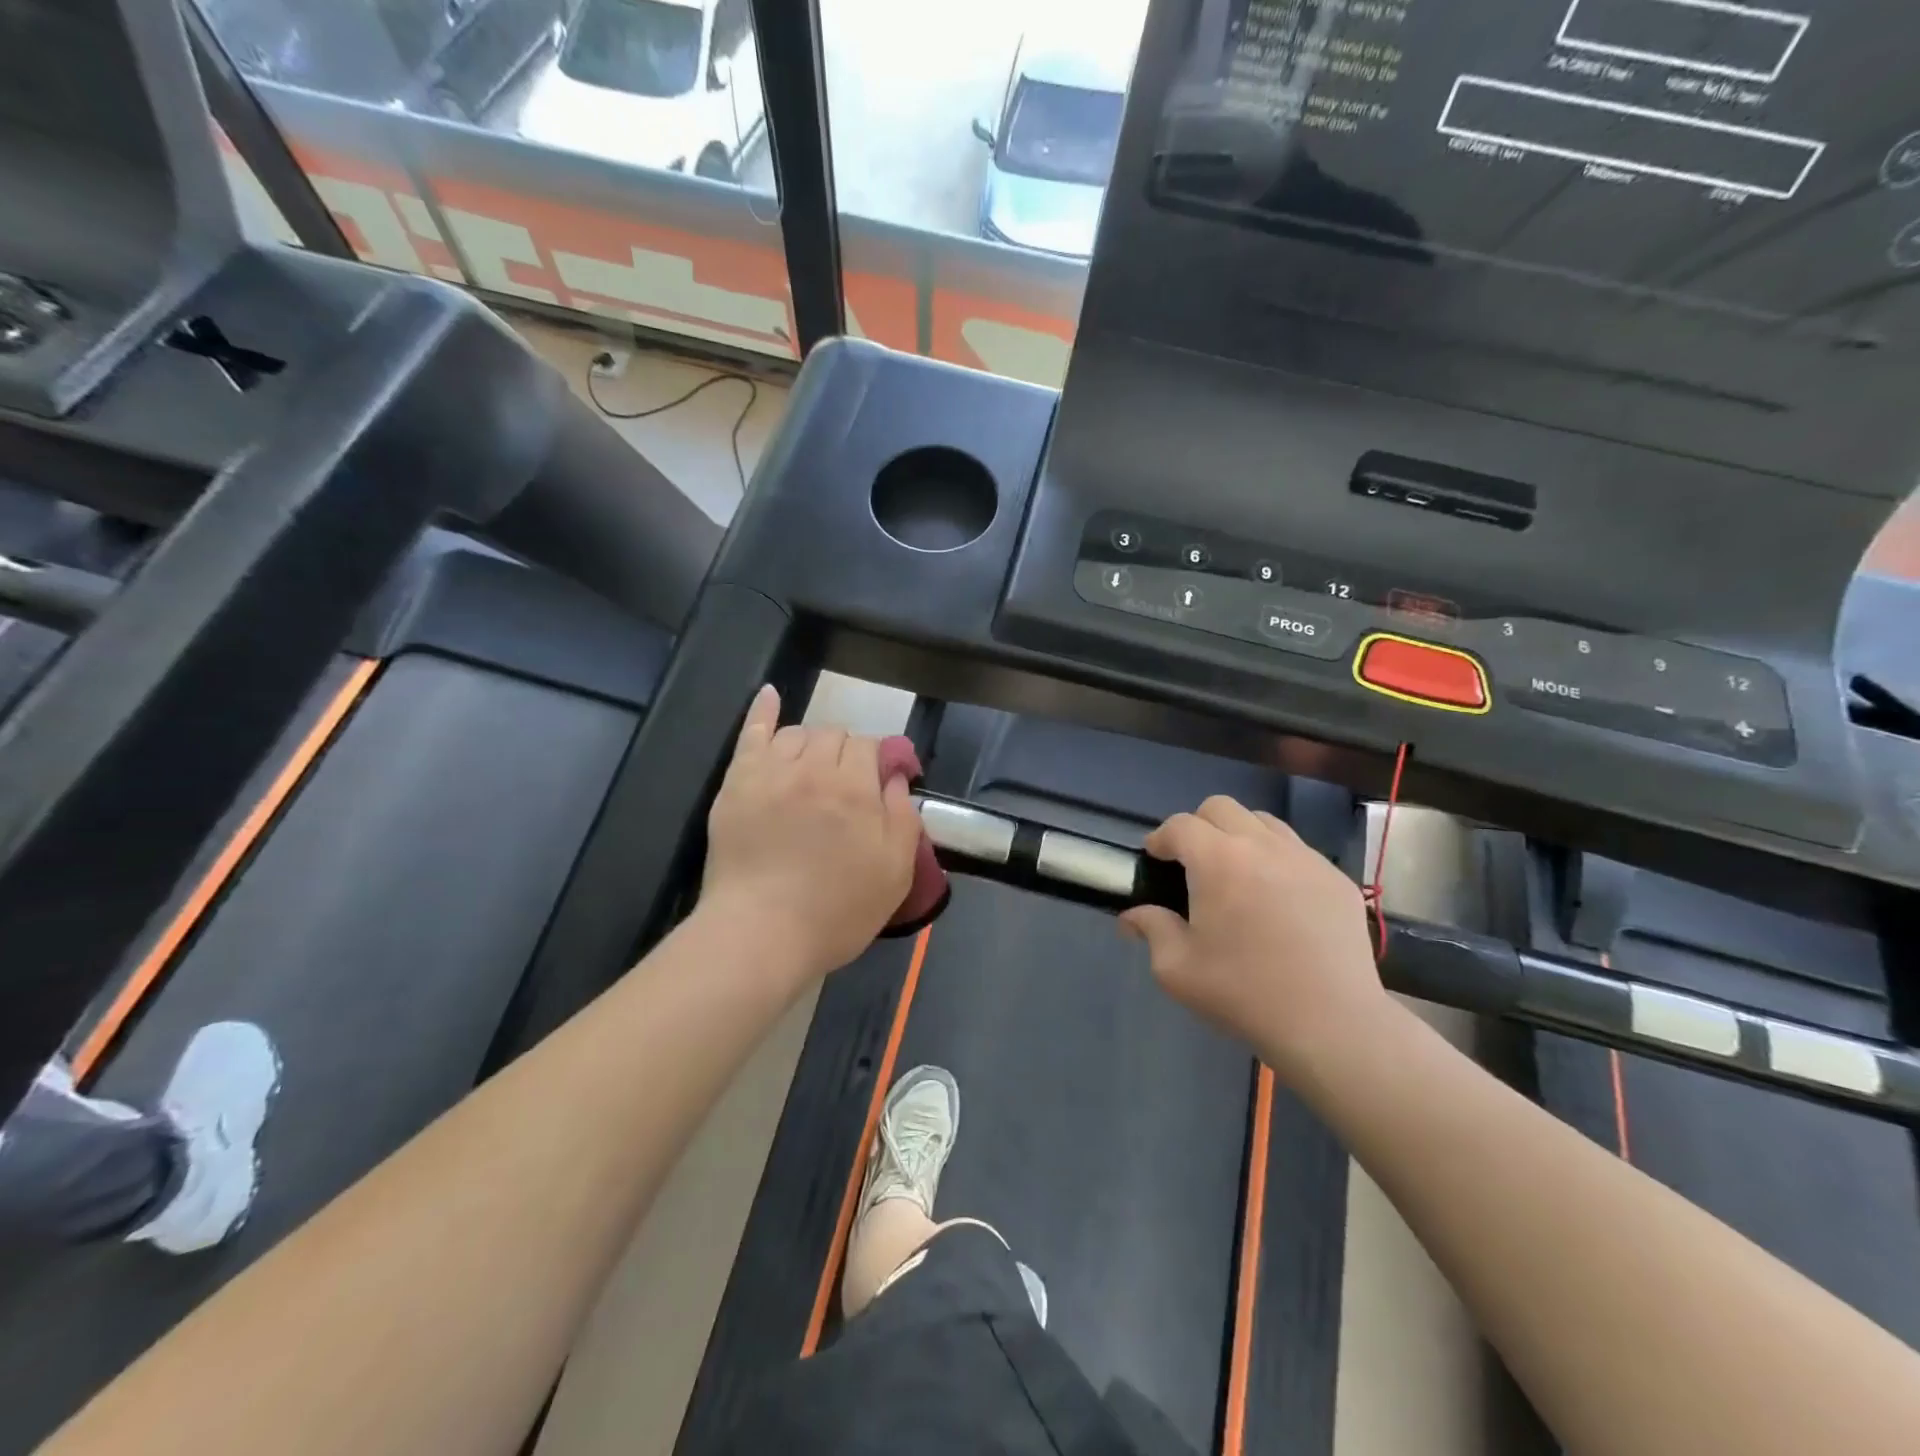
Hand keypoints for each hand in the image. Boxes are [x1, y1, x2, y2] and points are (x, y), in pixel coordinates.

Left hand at [703, 686, 922, 980]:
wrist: (760, 934)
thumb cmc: (836, 911)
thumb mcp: (895, 872)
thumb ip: (904, 817)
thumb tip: (898, 778)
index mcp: (856, 788)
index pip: (871, 748)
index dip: (878, 762)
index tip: (879, 785)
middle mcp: (814, 769)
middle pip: (835, 736)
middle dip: (846, 753)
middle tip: (846, 789)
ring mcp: (771, 772)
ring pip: (798, 734)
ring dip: (812, 744)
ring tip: (813, 771)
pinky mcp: (737, 783)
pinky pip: (752, 733)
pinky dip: (763, 710)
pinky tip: (771, 694)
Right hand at [1119, 797, 1391, 1077]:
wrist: (1331, 1023)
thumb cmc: (1244, 992)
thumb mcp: (1177, 969)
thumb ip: (1151, 930)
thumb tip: (1132, 916)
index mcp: (1217, 860)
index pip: (1179, 825)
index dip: (1160, 838)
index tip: (1154, 859)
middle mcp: (1261, 845)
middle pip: (1220, 808)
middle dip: (1198, 826)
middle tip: (1193, 864)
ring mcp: (1304, 858)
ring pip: (1262, 821)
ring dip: (1239, 836)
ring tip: (1236, 874)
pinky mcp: (1335, 878)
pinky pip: (1297, 850)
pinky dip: (1276, 859)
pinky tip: (1277, 899)